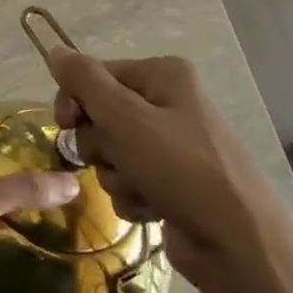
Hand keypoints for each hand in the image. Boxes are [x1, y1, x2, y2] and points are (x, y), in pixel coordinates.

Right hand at [48, 51, 292, 292]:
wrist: (237, 242)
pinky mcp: (173, 182)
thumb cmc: (179, 167)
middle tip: (113, 158)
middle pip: (100, 115)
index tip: (66, 125)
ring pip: (111, 152)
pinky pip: (129, 180)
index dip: (74, 101)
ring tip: (140, 188)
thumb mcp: (123, 116)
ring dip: (114, 174)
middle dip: (98, 144)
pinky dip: (132, 195)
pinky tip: (151, 208)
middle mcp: (169, 103)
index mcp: (163, 75)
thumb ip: (84, 81)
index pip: (94, 76)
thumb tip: (55, 50)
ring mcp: (173, 146)